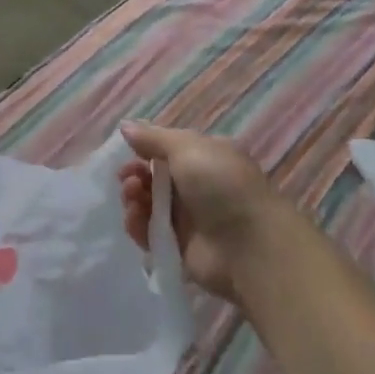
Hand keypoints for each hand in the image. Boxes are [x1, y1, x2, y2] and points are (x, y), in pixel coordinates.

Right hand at [118, 121, 287, 302]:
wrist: (249, 246)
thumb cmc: (221, 184)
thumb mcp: (187, 147)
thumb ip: (153, 138)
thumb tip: (125, 126)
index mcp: (205, 157)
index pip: (167, 151)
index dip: (144, 151)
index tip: (128, 153)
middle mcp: (197, 187)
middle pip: (154, 178)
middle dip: (135, 175)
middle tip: (128, 180)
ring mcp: (188, 219)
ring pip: (148, 205)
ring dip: (134, 198)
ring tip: (133, 198)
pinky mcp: (179, 248)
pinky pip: (149, 233)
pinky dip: (138, 225)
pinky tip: (135, 218)